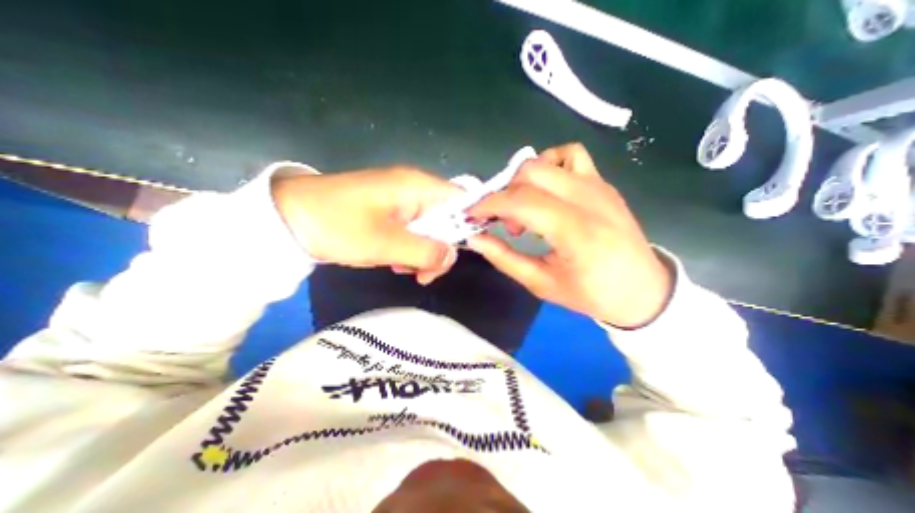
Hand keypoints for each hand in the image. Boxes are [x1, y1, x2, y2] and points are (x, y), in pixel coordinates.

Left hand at [268, 166, 456, 283]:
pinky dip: (409, 249)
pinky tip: (394, 261)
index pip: (463, 201)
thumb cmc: (338, 225)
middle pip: (448, 219)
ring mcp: (402, 201)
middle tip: (423, 274)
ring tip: (403, 269)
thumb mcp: (385, 244)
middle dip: (440, 248)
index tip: (462, 252)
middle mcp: (415, 190)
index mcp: (418, 187)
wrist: (288, 217)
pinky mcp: (390, 212)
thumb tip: (452, 256)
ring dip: (423, 253)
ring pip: (430, 229)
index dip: (470, 225)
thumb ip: (425, 251)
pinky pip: (413, 232)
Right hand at [468, 143, 674, 325]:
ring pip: (547, 160)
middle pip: (530, 173)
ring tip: (526, 208)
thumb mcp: (541, 284)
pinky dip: (549, 165)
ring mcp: (598, 186)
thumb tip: (475, 238)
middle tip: (505, 222)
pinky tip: (547, 191)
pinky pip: (571, 155)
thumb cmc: (592, 294)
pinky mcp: (602, 183)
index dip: (489, 204)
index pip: (521, 201)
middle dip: (504, 194)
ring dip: (524, 180)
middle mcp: (588, 199)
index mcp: (575, 231)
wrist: (642, 289)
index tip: (472, 215)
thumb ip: (504, 258)